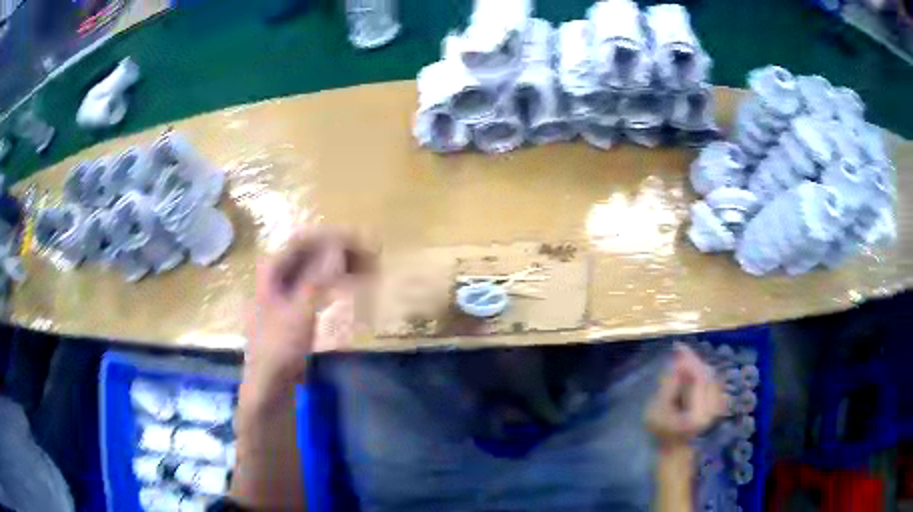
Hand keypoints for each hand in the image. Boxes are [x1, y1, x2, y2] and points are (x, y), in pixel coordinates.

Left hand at [243, 227, 371, 392]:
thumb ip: (319, 278)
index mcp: (271, 271)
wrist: (269, 384)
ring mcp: (283, 292)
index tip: (361, 243)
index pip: (304, 241)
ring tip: (367, 271)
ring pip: (314, 269)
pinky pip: (316, 286)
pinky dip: (333, 283)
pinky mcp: (292, 308)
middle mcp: (276, 276)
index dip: (333, 238)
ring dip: (340, 267)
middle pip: (310, 253)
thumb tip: (338, 246)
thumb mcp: (300, 311)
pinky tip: (350, 287)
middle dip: (340, 252)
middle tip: (371, 259)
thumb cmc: (280, 348)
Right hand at [647, 343, 723, 446]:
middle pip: (707, 375)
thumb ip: (668, 387)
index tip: (678, 347)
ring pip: (711, 375)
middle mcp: (713, 409)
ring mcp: (718, 406)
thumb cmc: (661, 431)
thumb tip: (677, 362)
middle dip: (694, 361)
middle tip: (679, 350)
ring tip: (682, 360)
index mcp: (698, 414)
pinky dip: (702, 371)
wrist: (674, 447)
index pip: (699, 379)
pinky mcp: (718, 402)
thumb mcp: (656, 410)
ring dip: (698, 365)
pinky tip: (690, 370)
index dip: (690, 361)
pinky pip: (713, 380)